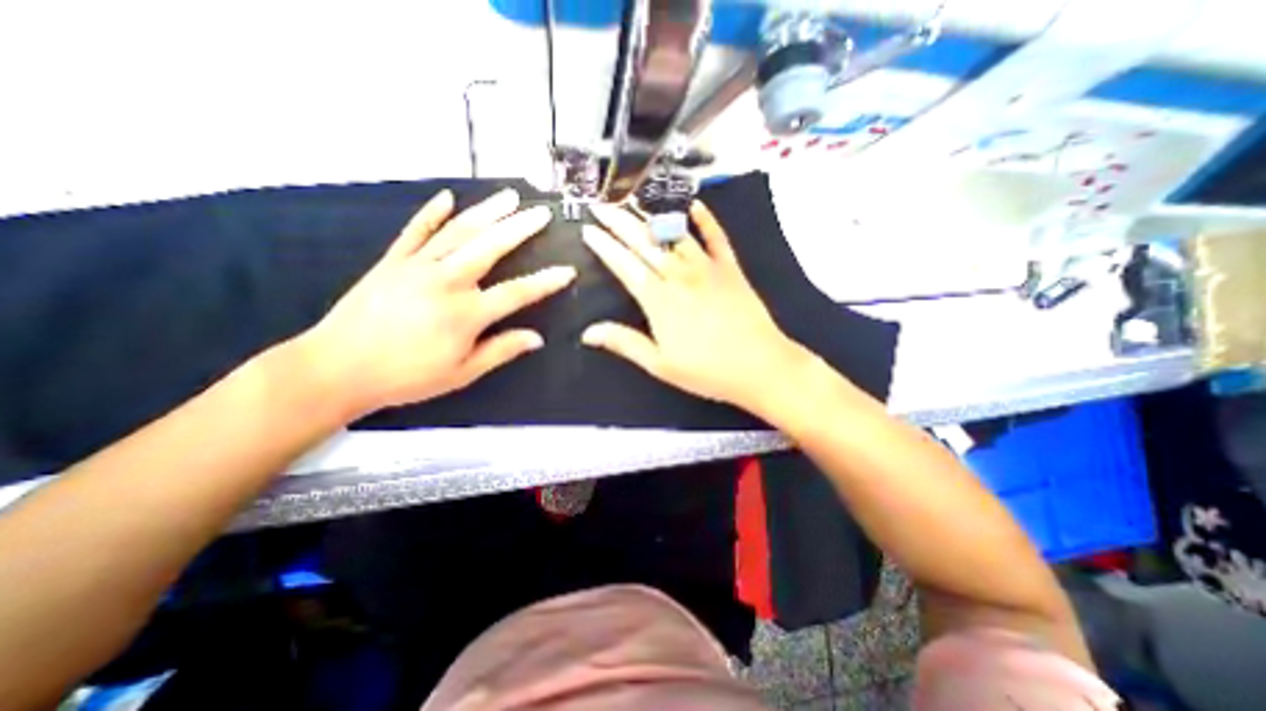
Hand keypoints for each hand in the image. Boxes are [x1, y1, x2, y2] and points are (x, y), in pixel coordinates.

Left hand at [292, 192, 573, 419]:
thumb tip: (536, 339)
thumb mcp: (462, 373)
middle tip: (541, 213)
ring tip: (509, 196)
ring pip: (458, 231)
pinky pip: (415, 231)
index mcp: (466, 313)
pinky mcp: (392, 261)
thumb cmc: (407, 376)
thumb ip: (501, 350)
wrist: (337, 368)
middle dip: (520, 228)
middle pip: (490, 247)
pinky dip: (431, 213)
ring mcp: (417, 266)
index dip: (545, 282)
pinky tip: (446, 197)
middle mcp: (446, 281)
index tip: (567, 271)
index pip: (517, 292)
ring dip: (487, 211)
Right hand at [582, 199, 809, 412]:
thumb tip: (588, 333)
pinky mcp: (730, 268)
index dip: (604, 246)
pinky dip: (706, 220)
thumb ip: (625, 343)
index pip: (624, 265)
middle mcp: (680, 276)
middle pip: (645, 242)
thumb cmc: (707, 371)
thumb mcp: (660, 364)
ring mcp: (707, 268)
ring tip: (633, 201)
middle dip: (619, 222)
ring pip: (674, 235)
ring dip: (651, 216)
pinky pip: (716, 237)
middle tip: (601, 205)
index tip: (588, 230)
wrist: (760, 366)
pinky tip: (695, 206)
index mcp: (659, 300)